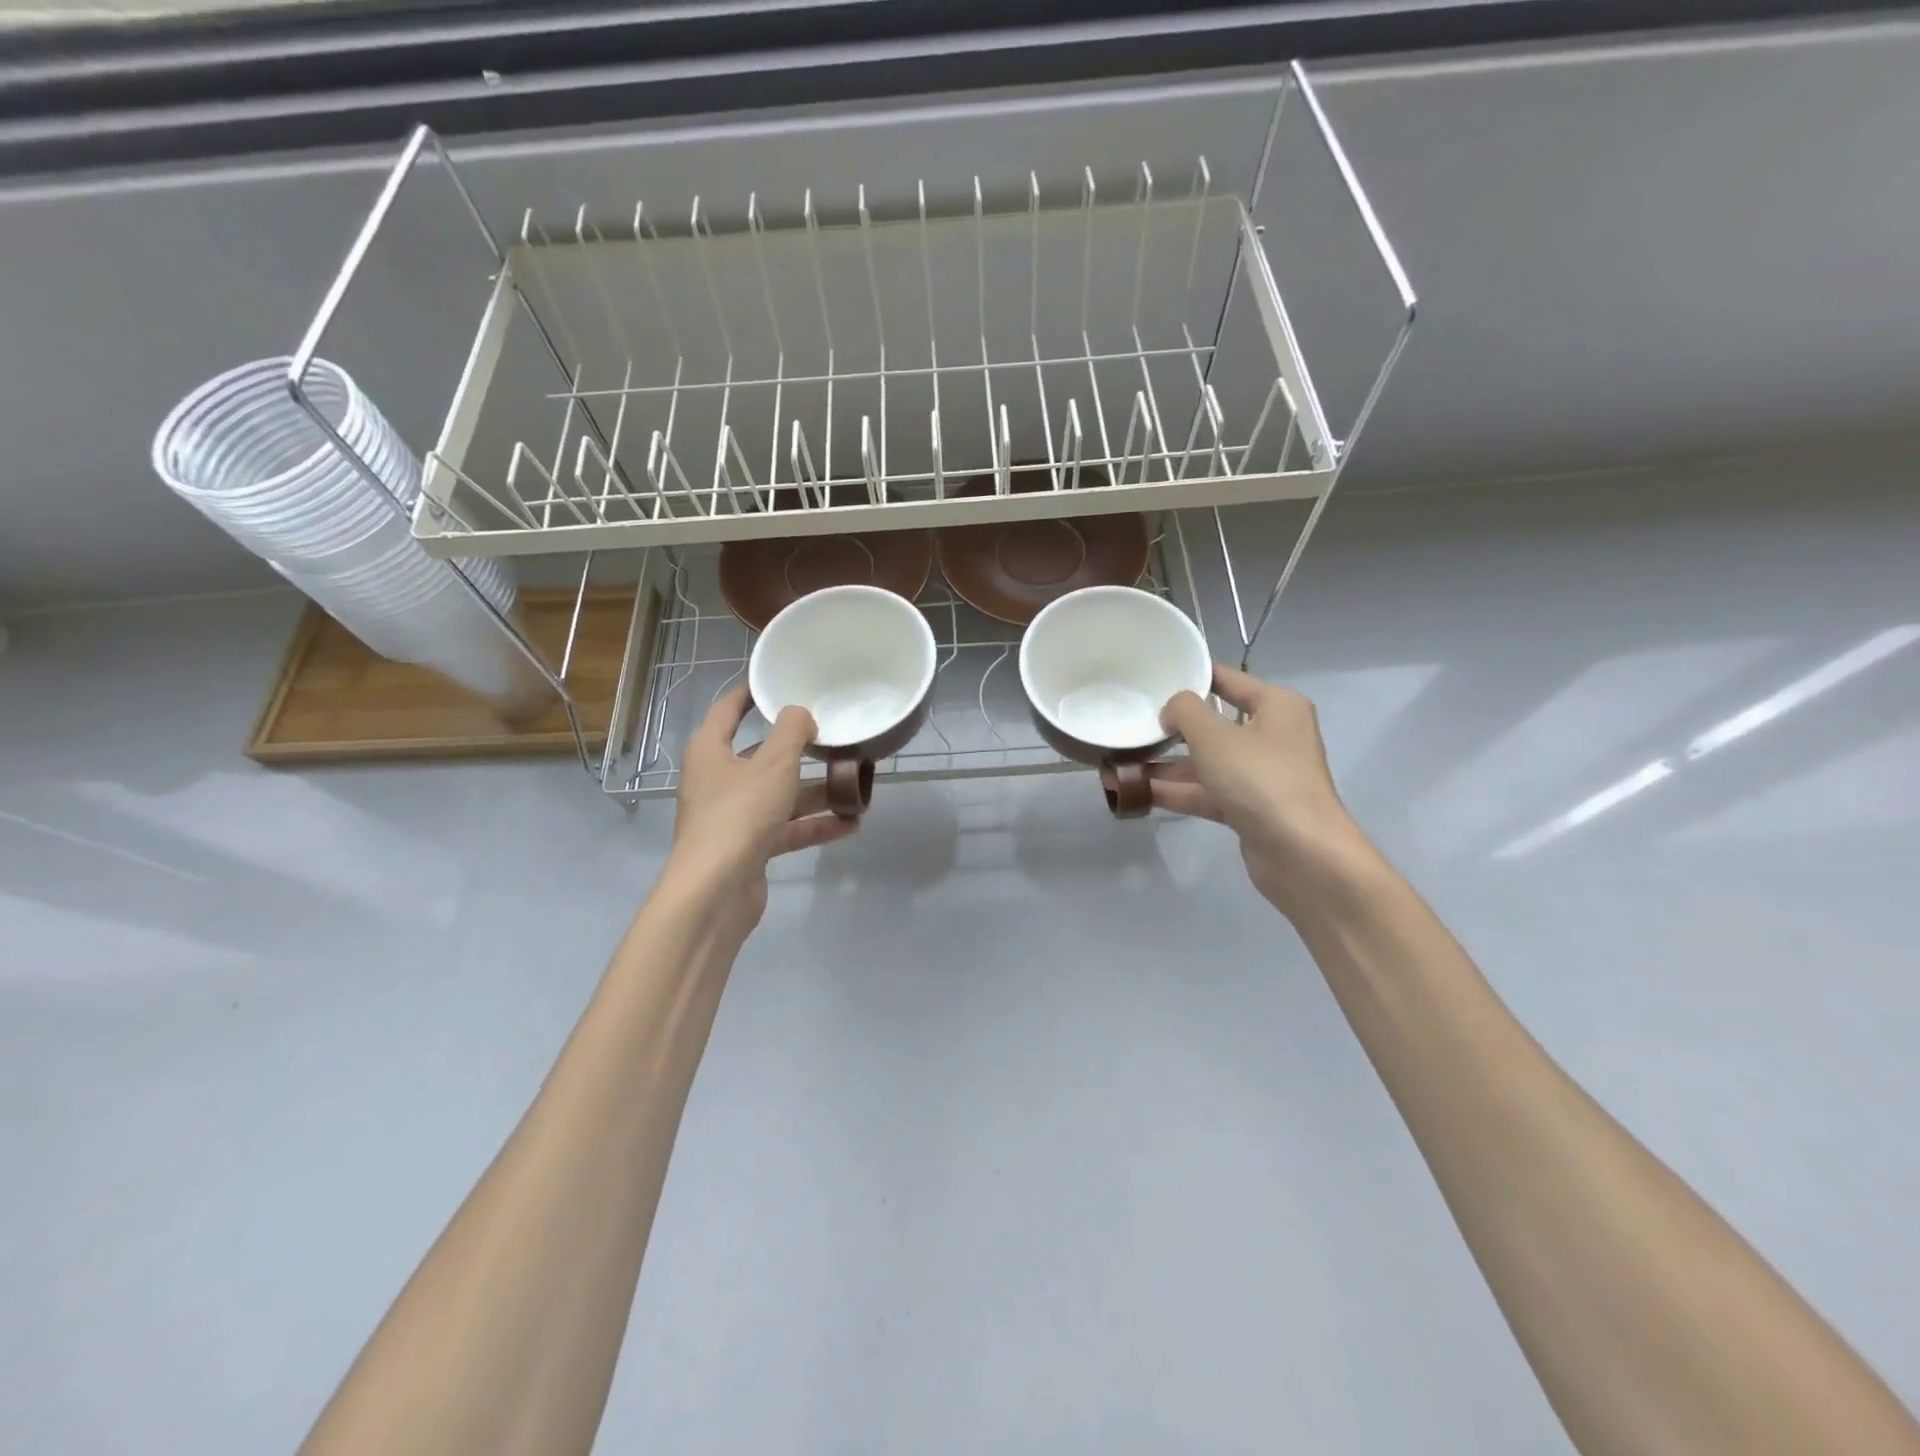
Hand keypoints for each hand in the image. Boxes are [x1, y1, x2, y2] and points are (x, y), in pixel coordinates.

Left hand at [669, 685, 857, 923]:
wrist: (715, 891)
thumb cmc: (739, 814)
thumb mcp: (774, 763)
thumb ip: (792, 731)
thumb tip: (801, 715)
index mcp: (710, 751)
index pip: (727, 710)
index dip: (751, 694)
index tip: (778, 683)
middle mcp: (717, 780)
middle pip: (760, 755)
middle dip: (798, 750)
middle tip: (832, 736)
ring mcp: (732, 816)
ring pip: (778, 795)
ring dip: (814, 792)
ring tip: (853, 785)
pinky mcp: (748, 847)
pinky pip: (785, 829)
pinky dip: (812, 826)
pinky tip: (849, 825)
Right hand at [1152, 664, 1369, 914]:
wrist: (1301, 853)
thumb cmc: (1261, 779)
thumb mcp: (1214, 736)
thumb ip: (1184, 711)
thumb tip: (1170, 710)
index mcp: (1276, 706)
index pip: (1227, 679)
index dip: (1191, 676)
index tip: (1152, 676)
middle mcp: (1272, 736)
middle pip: (1213, 724)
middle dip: (1171, 728)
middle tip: (1130, 722)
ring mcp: (1260, 775)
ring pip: (1206, 762)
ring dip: (1166, 764)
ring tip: (1121, 762)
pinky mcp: (1249, 808)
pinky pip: (1206, 791)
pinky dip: (1177, 791)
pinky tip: (1137, 791)